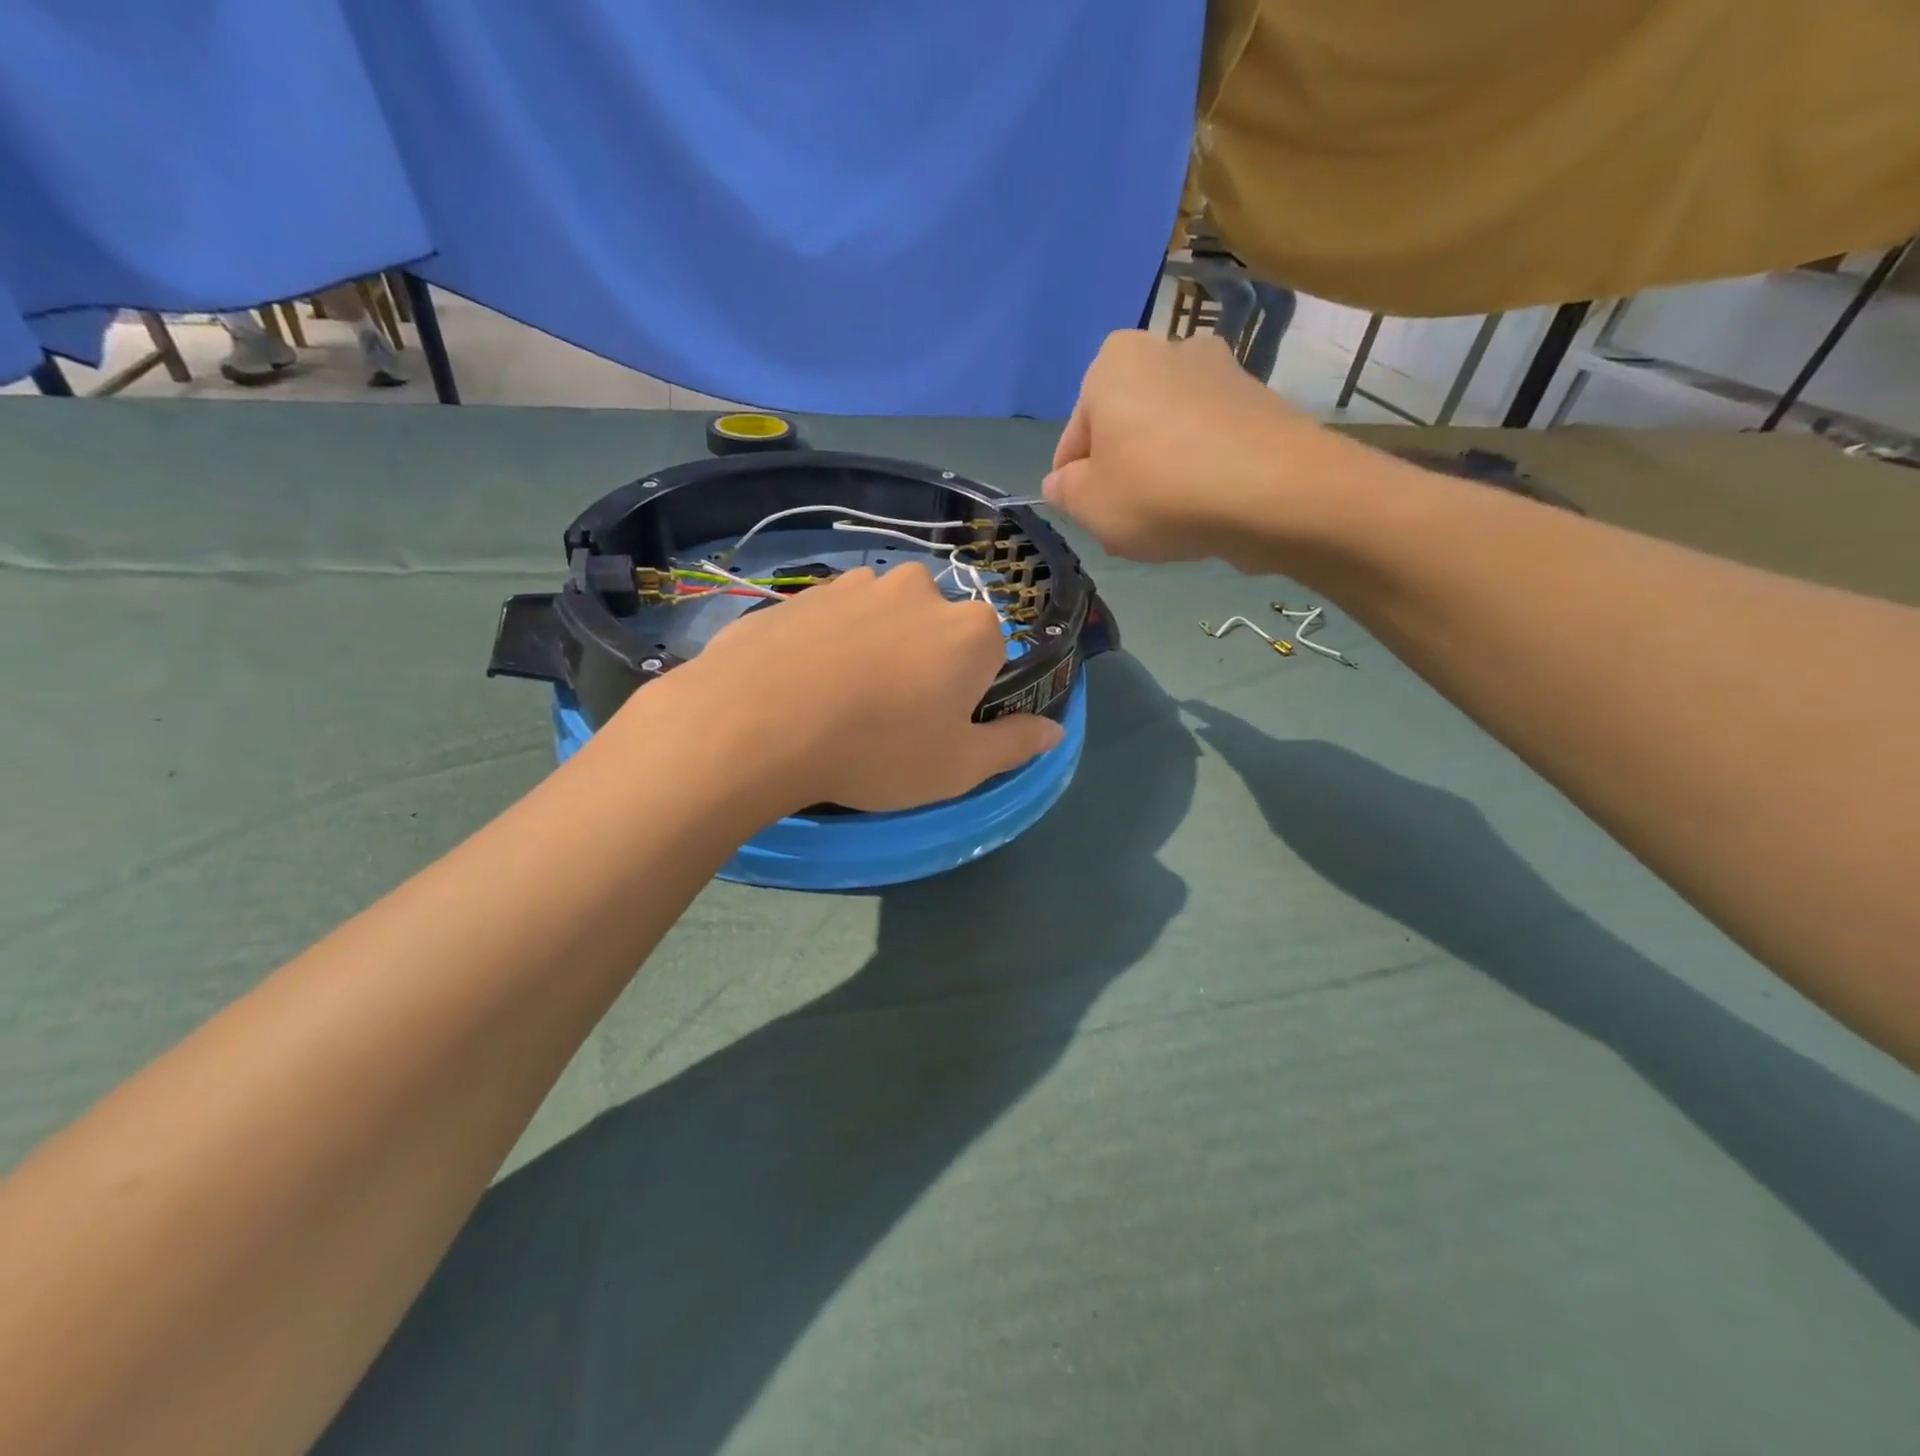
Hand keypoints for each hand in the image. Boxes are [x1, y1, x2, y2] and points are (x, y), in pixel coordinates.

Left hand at [655, 563, 1063, 814]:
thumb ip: (1014, 744)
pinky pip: (836, 618)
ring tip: (840, 700)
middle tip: (888, 716)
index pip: (990, 652)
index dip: (967, 691)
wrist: (756, 723)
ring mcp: (858, 583)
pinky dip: (831, 643)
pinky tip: (804, 683)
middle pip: (937, 629)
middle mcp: (921, 590)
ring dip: (877, 650)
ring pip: (885, 619)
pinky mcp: (806, 590)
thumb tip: (1055, 730)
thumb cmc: (876, 750)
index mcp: (970, 628)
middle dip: (924, 664)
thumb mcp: (958, 767)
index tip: (937, 724)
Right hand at [1044, 330, 1353, 567]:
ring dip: (1157, 479)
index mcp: (1114, 361)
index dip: (1074, 483)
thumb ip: (1065, 492)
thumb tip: (1062, 483)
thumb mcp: (1089, 504)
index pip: (1076, 434)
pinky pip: (1208, 444)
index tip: (1088, 517)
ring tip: (1165, 529)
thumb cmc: (1159, 491)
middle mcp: (1169, 349)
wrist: (1273, 492)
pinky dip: (1198, 475)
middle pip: (1124, 430)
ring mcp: (1221, 372)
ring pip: (1167, 438)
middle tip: (1124, 527)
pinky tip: (1202, 514)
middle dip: (1120, 478)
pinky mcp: (1260, 403)